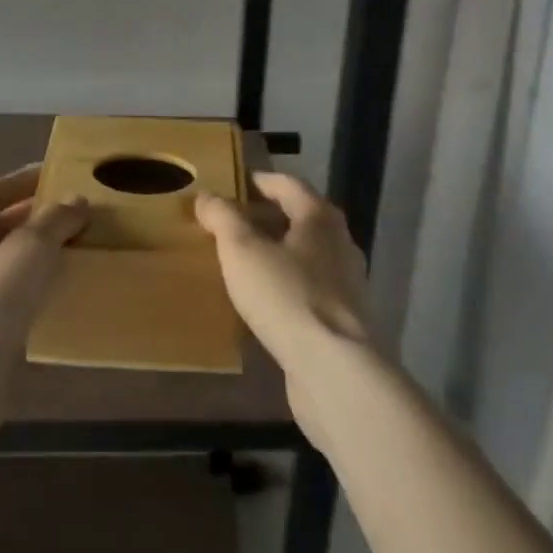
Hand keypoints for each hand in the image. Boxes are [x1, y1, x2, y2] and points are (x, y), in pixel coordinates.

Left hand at [0, 164, 86, 361]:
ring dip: (38, 255)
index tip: (55, 174)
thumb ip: (54, 220)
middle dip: (35, 217)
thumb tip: (76, 201)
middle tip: (75, 212)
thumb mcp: (29, 249)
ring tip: (77, 249)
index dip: (22, 180)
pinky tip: (62, 294)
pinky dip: (37, 290)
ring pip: (8, 265)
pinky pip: (13, 300)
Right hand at [195, 172, 372, 447]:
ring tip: (240, 262)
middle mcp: (339, 243)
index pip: (287, 184)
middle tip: (228, 224)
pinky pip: (308, 289)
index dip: (257, 181)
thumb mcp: (242, 250)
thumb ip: (223, 218)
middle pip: (298, 218)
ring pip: (304, 255)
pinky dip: (284, 285)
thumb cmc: (287, 296)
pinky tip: (261, 302)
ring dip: (274, 253)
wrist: (334, 371)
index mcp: (320, 217)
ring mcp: (346, 284)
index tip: (230, 185)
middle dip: (263, 218)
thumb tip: (206, 195)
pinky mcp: (343, 320)